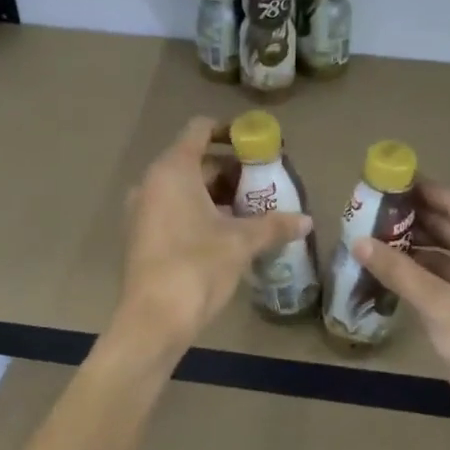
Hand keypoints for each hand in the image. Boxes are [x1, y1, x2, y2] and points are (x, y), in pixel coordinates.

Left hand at [117, 116, 311, 353]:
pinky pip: (175, 211)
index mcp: (173, 170)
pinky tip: (229, 234)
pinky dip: (201, 213)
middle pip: (195, 161)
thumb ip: (274, 226)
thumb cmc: (197, 266)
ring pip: (185, 189)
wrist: (154, 320)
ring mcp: (143, 211)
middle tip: (264, 183)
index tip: (258, 145)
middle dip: (231, 170)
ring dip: (218, 195)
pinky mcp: (143, 236)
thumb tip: (306, 221)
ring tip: (253, 211)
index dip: (230, 131)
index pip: (200, 129)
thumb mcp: (241, 243)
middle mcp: (152, 183)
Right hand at [352, 182, 449, 449]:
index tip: (386, 178)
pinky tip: (396, 267)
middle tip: (372, 207)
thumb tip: (358, 241)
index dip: (420, 189)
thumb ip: (398, 271)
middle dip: (414, 217)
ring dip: (418, 243)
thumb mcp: (437, 307)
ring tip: (375, 234)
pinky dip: (427, 268)